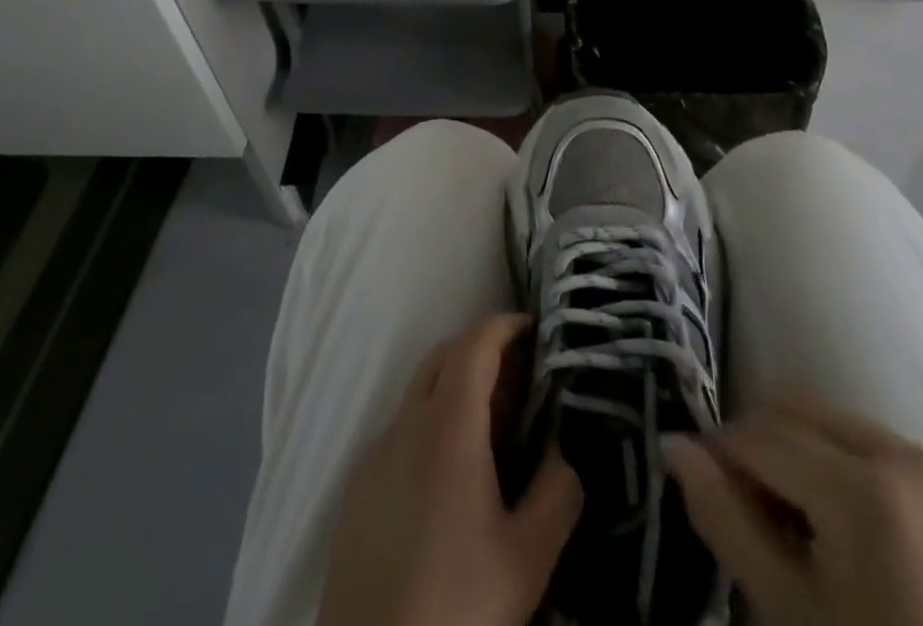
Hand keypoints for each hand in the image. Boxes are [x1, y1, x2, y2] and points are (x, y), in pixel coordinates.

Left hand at [317, 314, 581, 625]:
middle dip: (480, 349)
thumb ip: (558, 493)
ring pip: (417, 394)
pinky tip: (450, 477)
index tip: (533, 327)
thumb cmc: (458, 608)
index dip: (503, 325)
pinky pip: (399, 433)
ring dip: (453, 387)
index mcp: (447, 428)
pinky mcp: (356, 493)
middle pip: (441, 357)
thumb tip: (565, 453)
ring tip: (491, 428)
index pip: (474, 344)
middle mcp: (404, 427)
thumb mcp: (527, 560)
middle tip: (519, 377)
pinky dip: (429, 425)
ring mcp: (374, 458)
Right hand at [664, 390, 922, 625]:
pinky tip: (834, 522)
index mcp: (866, 492)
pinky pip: (863, 437)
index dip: (720, 455)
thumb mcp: (786, 609)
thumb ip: (723, 517)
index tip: (703, 491)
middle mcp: (901, 453)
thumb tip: (671, 443)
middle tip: (750, 513)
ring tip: (793, 520)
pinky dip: (832, 460)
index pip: (761, 436)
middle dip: (757, 445)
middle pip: (792, 407)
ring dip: (792, 449)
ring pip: (824, 416)